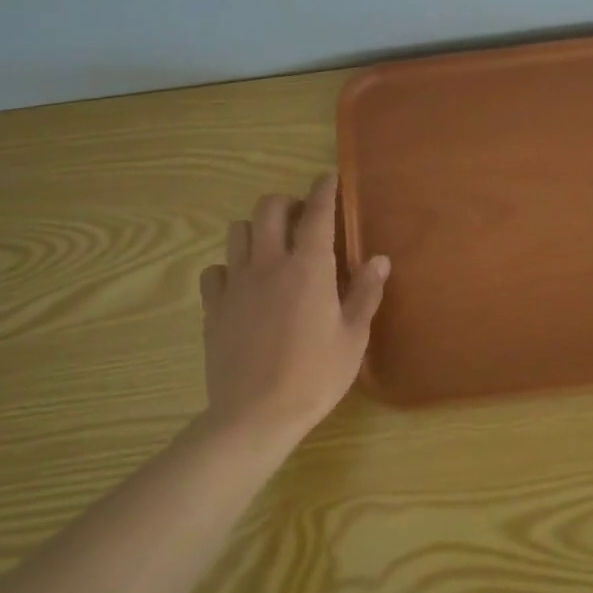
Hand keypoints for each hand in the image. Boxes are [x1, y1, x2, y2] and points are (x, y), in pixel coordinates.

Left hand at [197, 174, 389, 441]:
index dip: (324, 189)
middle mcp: (268, 264)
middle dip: (286, 203)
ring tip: (271, 248)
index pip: (316, 212)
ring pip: (237, 231)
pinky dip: (229, 268)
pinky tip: (242, 285)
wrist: (256, 415)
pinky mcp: (213, 307)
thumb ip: (365, 293)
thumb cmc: (315, 376)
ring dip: (256, 230)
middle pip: (268, 209)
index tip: (328, 177)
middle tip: (301, 219)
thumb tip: (379, 259)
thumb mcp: (353, 337)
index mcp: (308, 268)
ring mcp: (236, 284)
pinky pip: (215, 271)